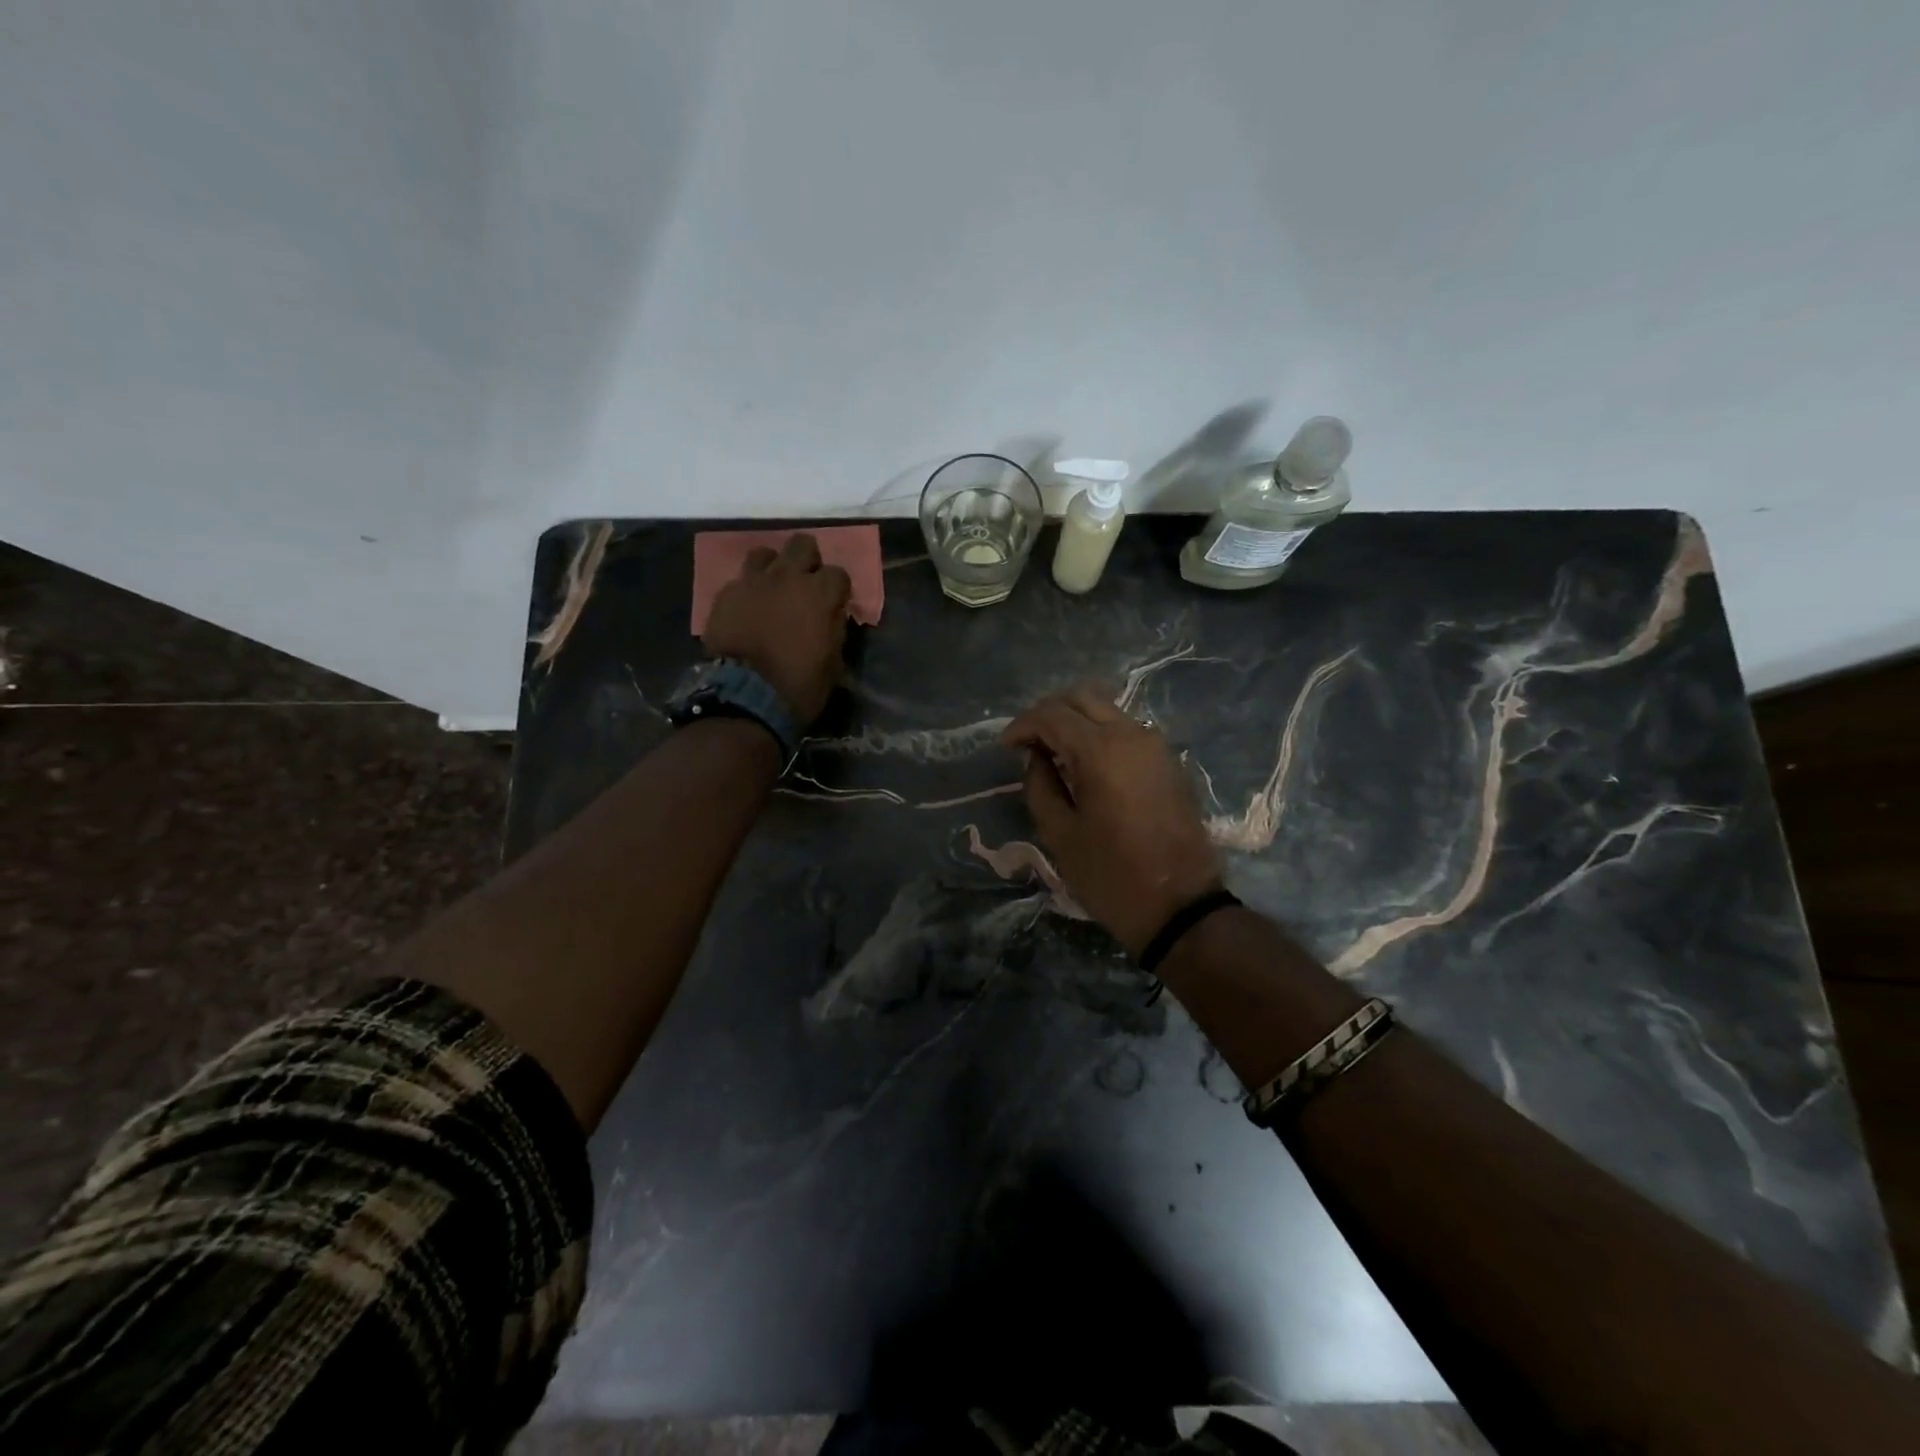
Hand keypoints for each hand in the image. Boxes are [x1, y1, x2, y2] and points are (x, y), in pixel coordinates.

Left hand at [702, 534, 851, 723]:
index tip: (835, 605)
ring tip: (773, 590)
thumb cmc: (798, 687)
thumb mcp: (833, 663)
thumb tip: (832, 615)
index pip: (839, 573)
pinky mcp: (725, 595)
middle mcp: (787, 578)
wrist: (744, 698)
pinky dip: (748, 591)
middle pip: (802, 544)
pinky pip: (740, 580)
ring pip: (766, 553)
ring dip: (774, 568)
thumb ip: (834, 629)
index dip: (838, 589)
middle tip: (806, 585)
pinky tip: (748, 609)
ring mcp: (753, 582)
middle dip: (808, 561)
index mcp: (819, 594)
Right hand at [1002, 686, 1223, 957]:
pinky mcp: (1169, 762)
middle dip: (1048, 714)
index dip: (1022, 725)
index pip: (1051, 714)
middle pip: (1082, 698)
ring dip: (1076, 722)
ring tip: (1054, 755)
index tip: (1005, 748)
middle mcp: (1131, 735)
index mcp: (1101, 751)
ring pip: (1107, 711)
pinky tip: (1086, 766)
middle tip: (1028, 743)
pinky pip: (1126, 731)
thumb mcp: (1060, 835)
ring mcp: (1156, 746)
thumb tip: (1036, 758)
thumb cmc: (1111, 875)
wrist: (1181, 907)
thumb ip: (1040, 786)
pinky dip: (1099, 735)